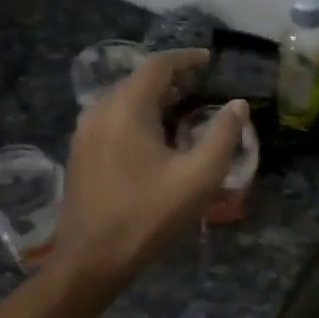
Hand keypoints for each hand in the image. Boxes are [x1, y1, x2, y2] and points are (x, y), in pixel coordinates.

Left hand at [55, 49, 246, 283]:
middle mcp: (100, 111)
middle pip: (138, 81)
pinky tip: (157, 139)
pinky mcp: (80, 154)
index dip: (186, 59)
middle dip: (172, 79)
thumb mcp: (199, 176)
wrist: (92, 259)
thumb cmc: (149, 215)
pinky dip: (139, 117)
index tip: (210, 61)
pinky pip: (113, 120)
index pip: (158, 66)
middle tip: (203, 87)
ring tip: (185, 110)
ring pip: (124, 101)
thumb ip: (223, 136)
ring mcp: (85, 133)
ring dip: (155, 99)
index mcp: (127, 109)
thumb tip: (237, 105)